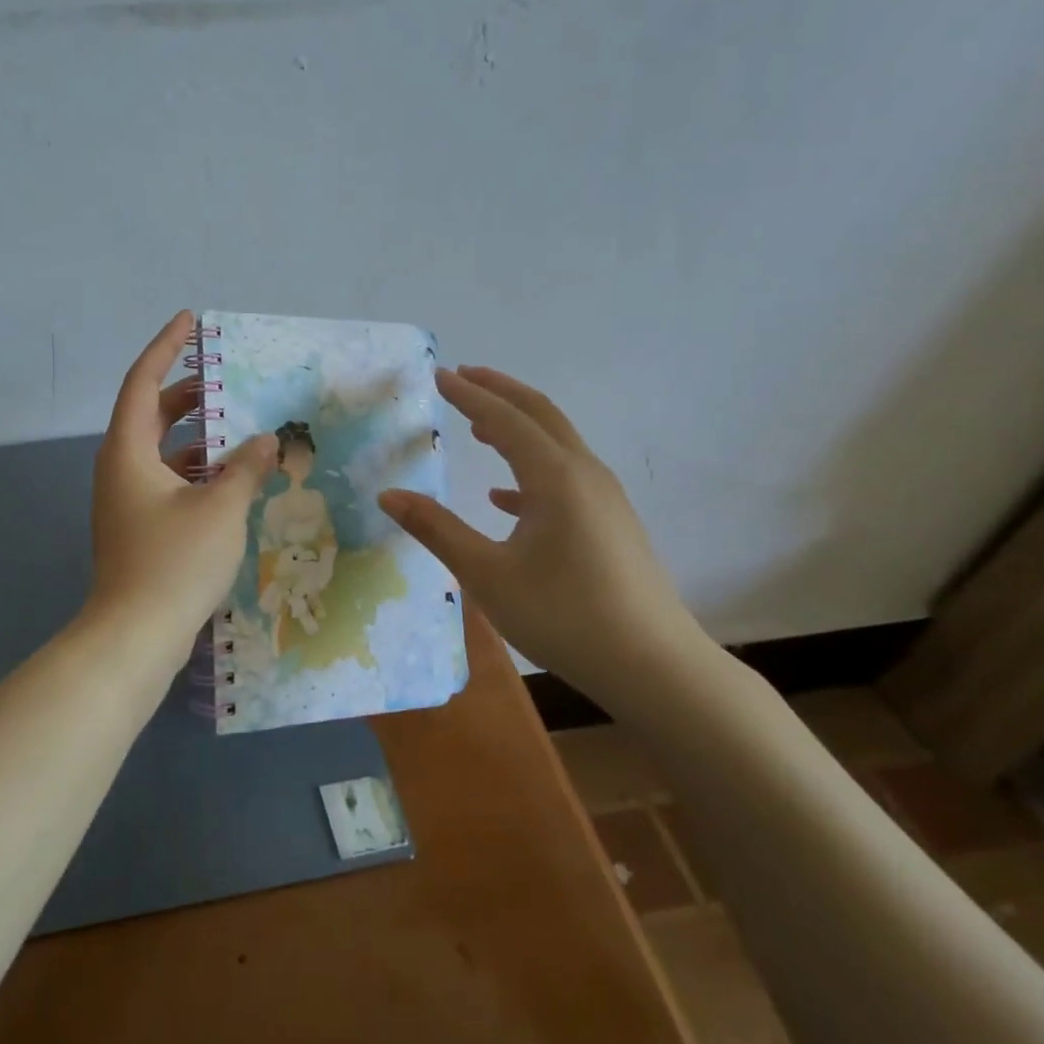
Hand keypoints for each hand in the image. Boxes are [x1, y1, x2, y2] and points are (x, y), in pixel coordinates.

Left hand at [86, 312, 275, 671]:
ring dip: (196, 436)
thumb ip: (246, 469)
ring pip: (160, 450)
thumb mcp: (220, 509)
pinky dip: (195, 470)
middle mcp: (120, 468)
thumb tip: (267, 441)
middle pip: (151, 414)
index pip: (143, 382)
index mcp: (128, 451)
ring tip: (239, 426)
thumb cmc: (174, 562)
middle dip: (187, 392)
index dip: (166, 347)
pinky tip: (231, 478)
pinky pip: (167, 480)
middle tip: (224, 377)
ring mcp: (126, 500)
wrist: (134, 637)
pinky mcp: (137, 526)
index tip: (190, 321)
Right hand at [377, 366, 703, 702]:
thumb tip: (388, 495)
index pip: (504, 418)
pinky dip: (531, 470)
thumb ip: (436, 529)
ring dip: (517, 425)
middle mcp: (584, 474)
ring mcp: (604, 498)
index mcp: (554, 477)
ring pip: (556, 443)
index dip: (468, 394)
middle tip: (463, 376)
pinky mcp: (611, 523)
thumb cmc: (564, 615)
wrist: (654, 667)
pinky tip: (504, 499)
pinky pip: (566, 478)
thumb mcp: (487, 574)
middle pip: (539, 414)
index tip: (438, 375)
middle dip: (499, 391)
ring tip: (479, 425)